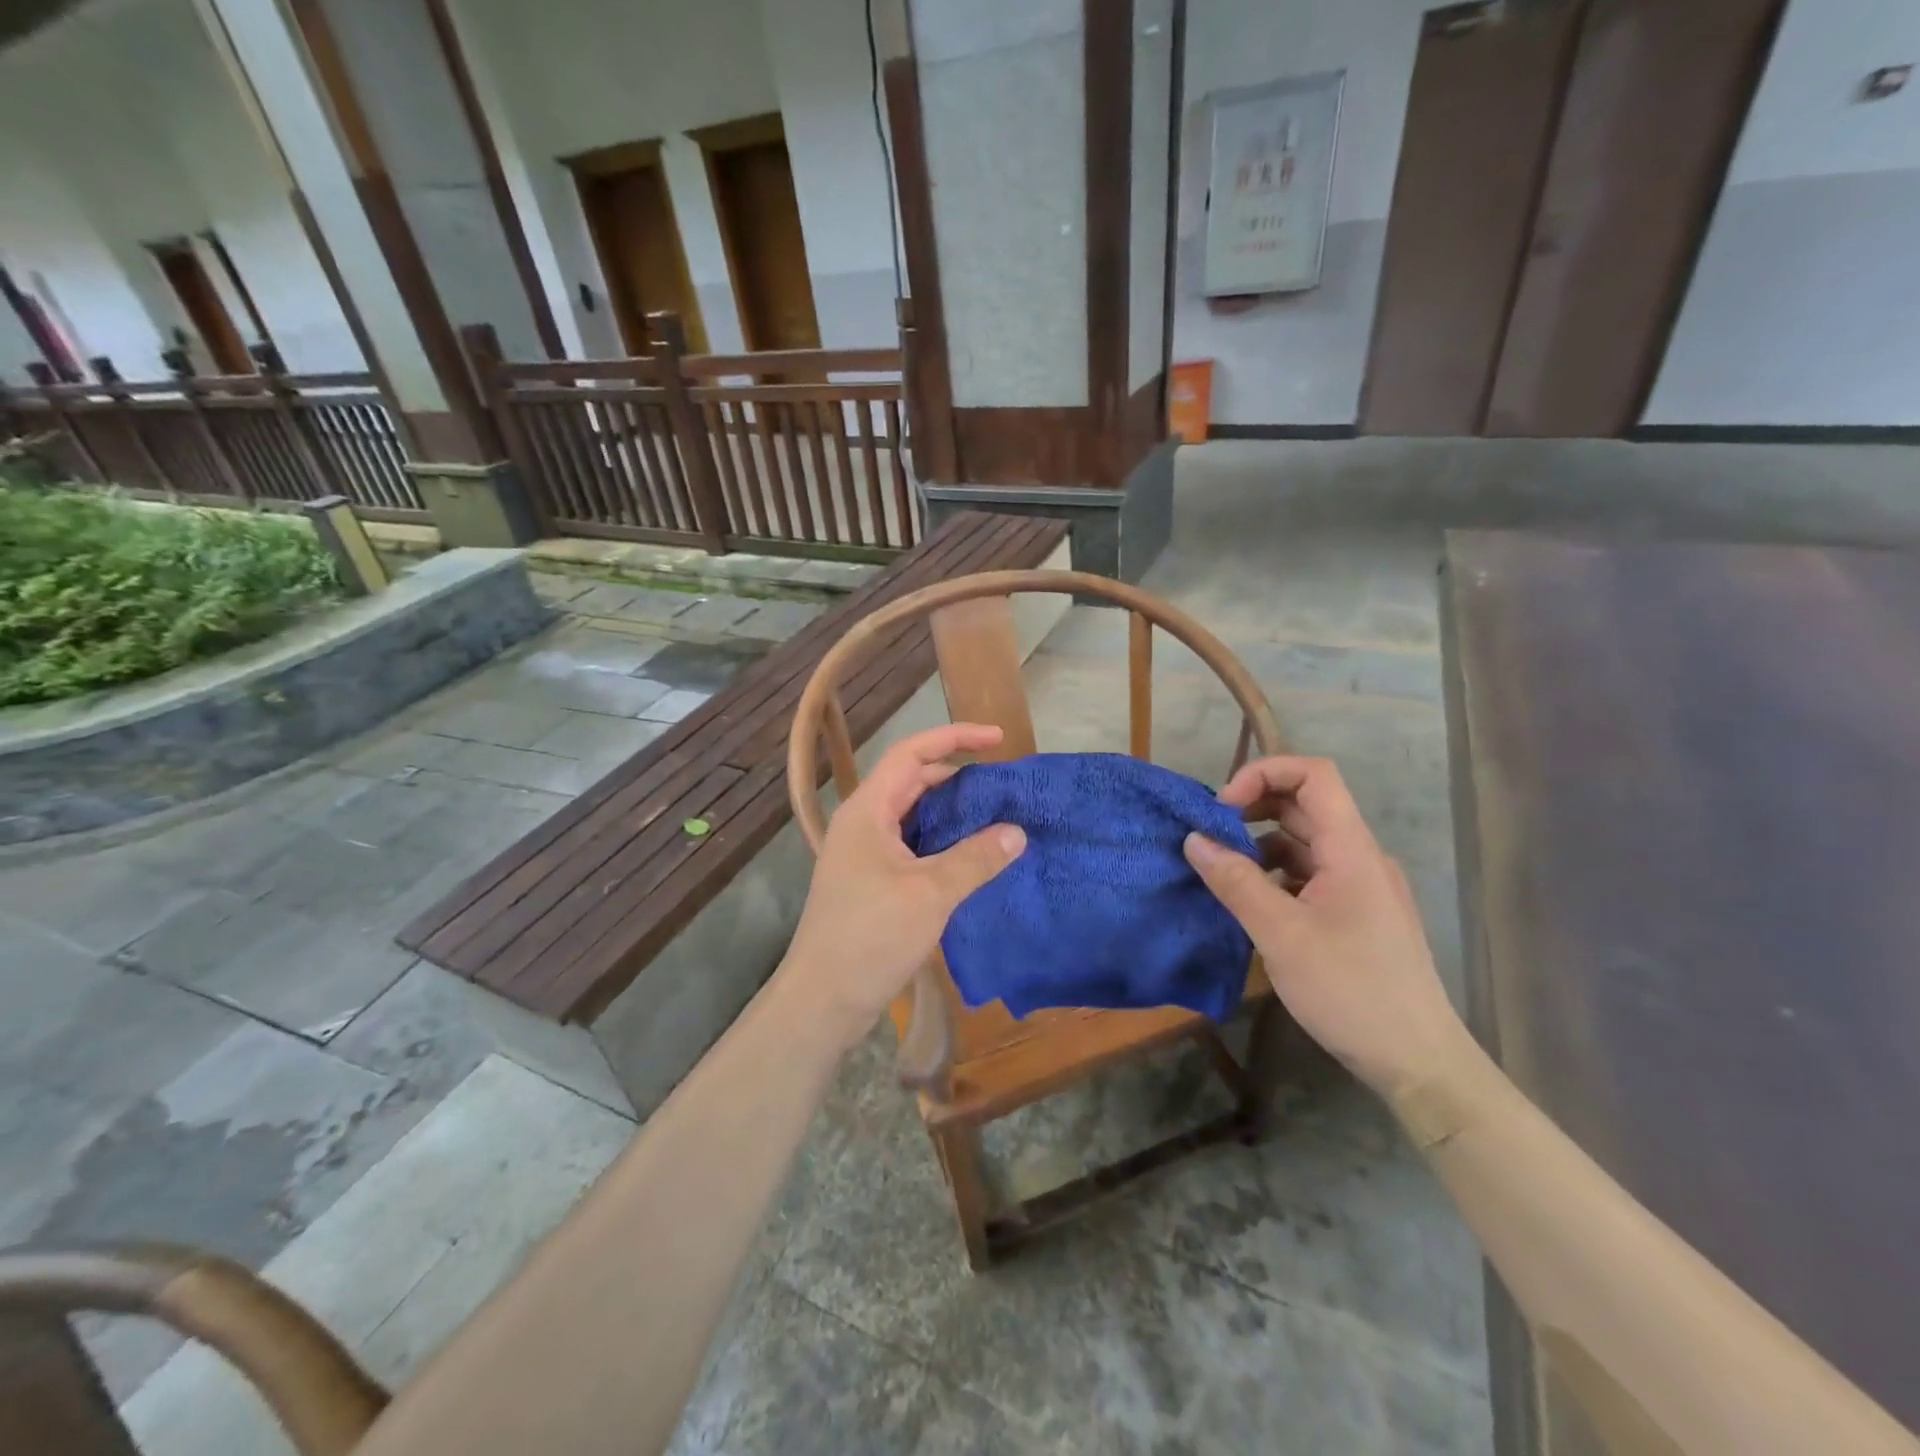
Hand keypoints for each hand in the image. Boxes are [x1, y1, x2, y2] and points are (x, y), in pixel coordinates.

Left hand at [784, 723, 1025, 1044]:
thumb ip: (975, 859)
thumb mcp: (930, 894)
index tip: (997, 739)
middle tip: (1001, 785)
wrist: (822, 1000)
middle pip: (912, 781)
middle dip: (957, 775)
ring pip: (913, 815)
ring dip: (951, 812)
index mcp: (868, 810)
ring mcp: (864, 853)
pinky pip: (912, 845)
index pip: (912, 753)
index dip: (954, 738)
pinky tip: (970, 857)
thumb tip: (1016, 833)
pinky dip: (942, 842)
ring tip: (994, 817)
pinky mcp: (870, 881)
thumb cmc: (871, 936)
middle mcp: (863, 823)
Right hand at [1184, 756, 1467, 1095]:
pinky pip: (1310, 875)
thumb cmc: (1350, 990)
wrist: (1418, 1062)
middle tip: (1210, 835)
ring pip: (1305, 842)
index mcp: (1350, 850)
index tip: (1222, 807)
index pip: (1313, 775)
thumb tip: (1194, 839)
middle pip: (1306, 805)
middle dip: (1253, 808)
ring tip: (1222, 871)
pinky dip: (1275, 874)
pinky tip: (1251, 903)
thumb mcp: (1280, 934)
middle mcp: (1359, 857)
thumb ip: (1235, 881)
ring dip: (1260, 844)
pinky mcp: (1357, 915)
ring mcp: (1361, 887)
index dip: (1264, 773)